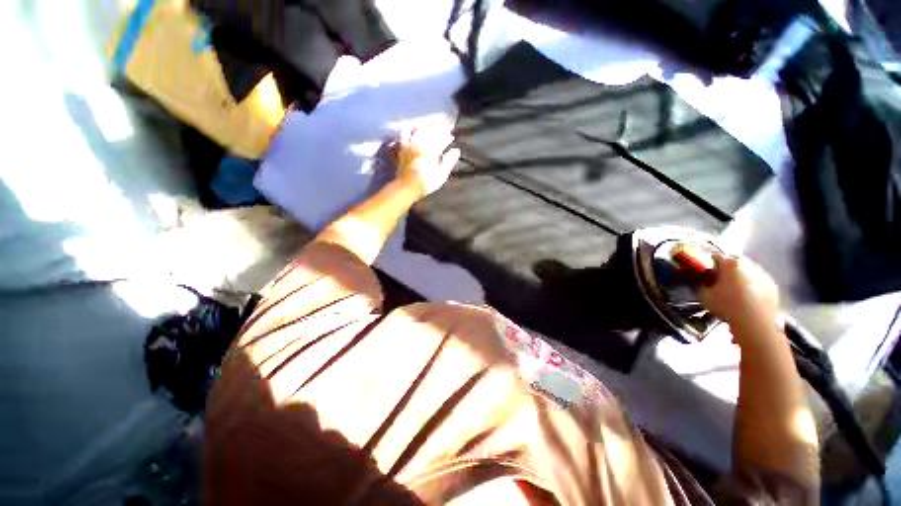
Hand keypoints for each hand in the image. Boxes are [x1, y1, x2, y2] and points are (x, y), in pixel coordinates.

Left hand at [395, 121, 460, 196]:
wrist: (407, 187)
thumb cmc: (426, 184)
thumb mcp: (441, 176)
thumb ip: (448, 162)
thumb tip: (456, 151)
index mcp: (432, 152)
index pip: (441, 140)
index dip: (447, 137)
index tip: (451, 136)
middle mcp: (421, 145)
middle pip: (431, 131)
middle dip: (439, 127)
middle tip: (445, 126)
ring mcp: (411, 144)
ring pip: (420, 129)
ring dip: (427, 124)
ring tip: (432, 123)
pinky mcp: (402, 146)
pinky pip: (406, 132)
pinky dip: (411, 127)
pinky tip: (415, 126)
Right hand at [700, 254, 780, 344]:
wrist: (756, 323)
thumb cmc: (727, 306)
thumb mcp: (704, 296)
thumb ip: (701, 284)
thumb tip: (701, 281)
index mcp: (730, 263)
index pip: (714, 256)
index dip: (707, 263)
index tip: (704, 272)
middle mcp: (748, 264)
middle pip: (734, 261)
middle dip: (726, 268)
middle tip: (719, 280)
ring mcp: (763, 274)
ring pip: (748, 270)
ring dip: (741, 276)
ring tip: (734, 290)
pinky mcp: (773, 286)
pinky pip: (758, 281)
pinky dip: (752, 286)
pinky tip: (747, 298)